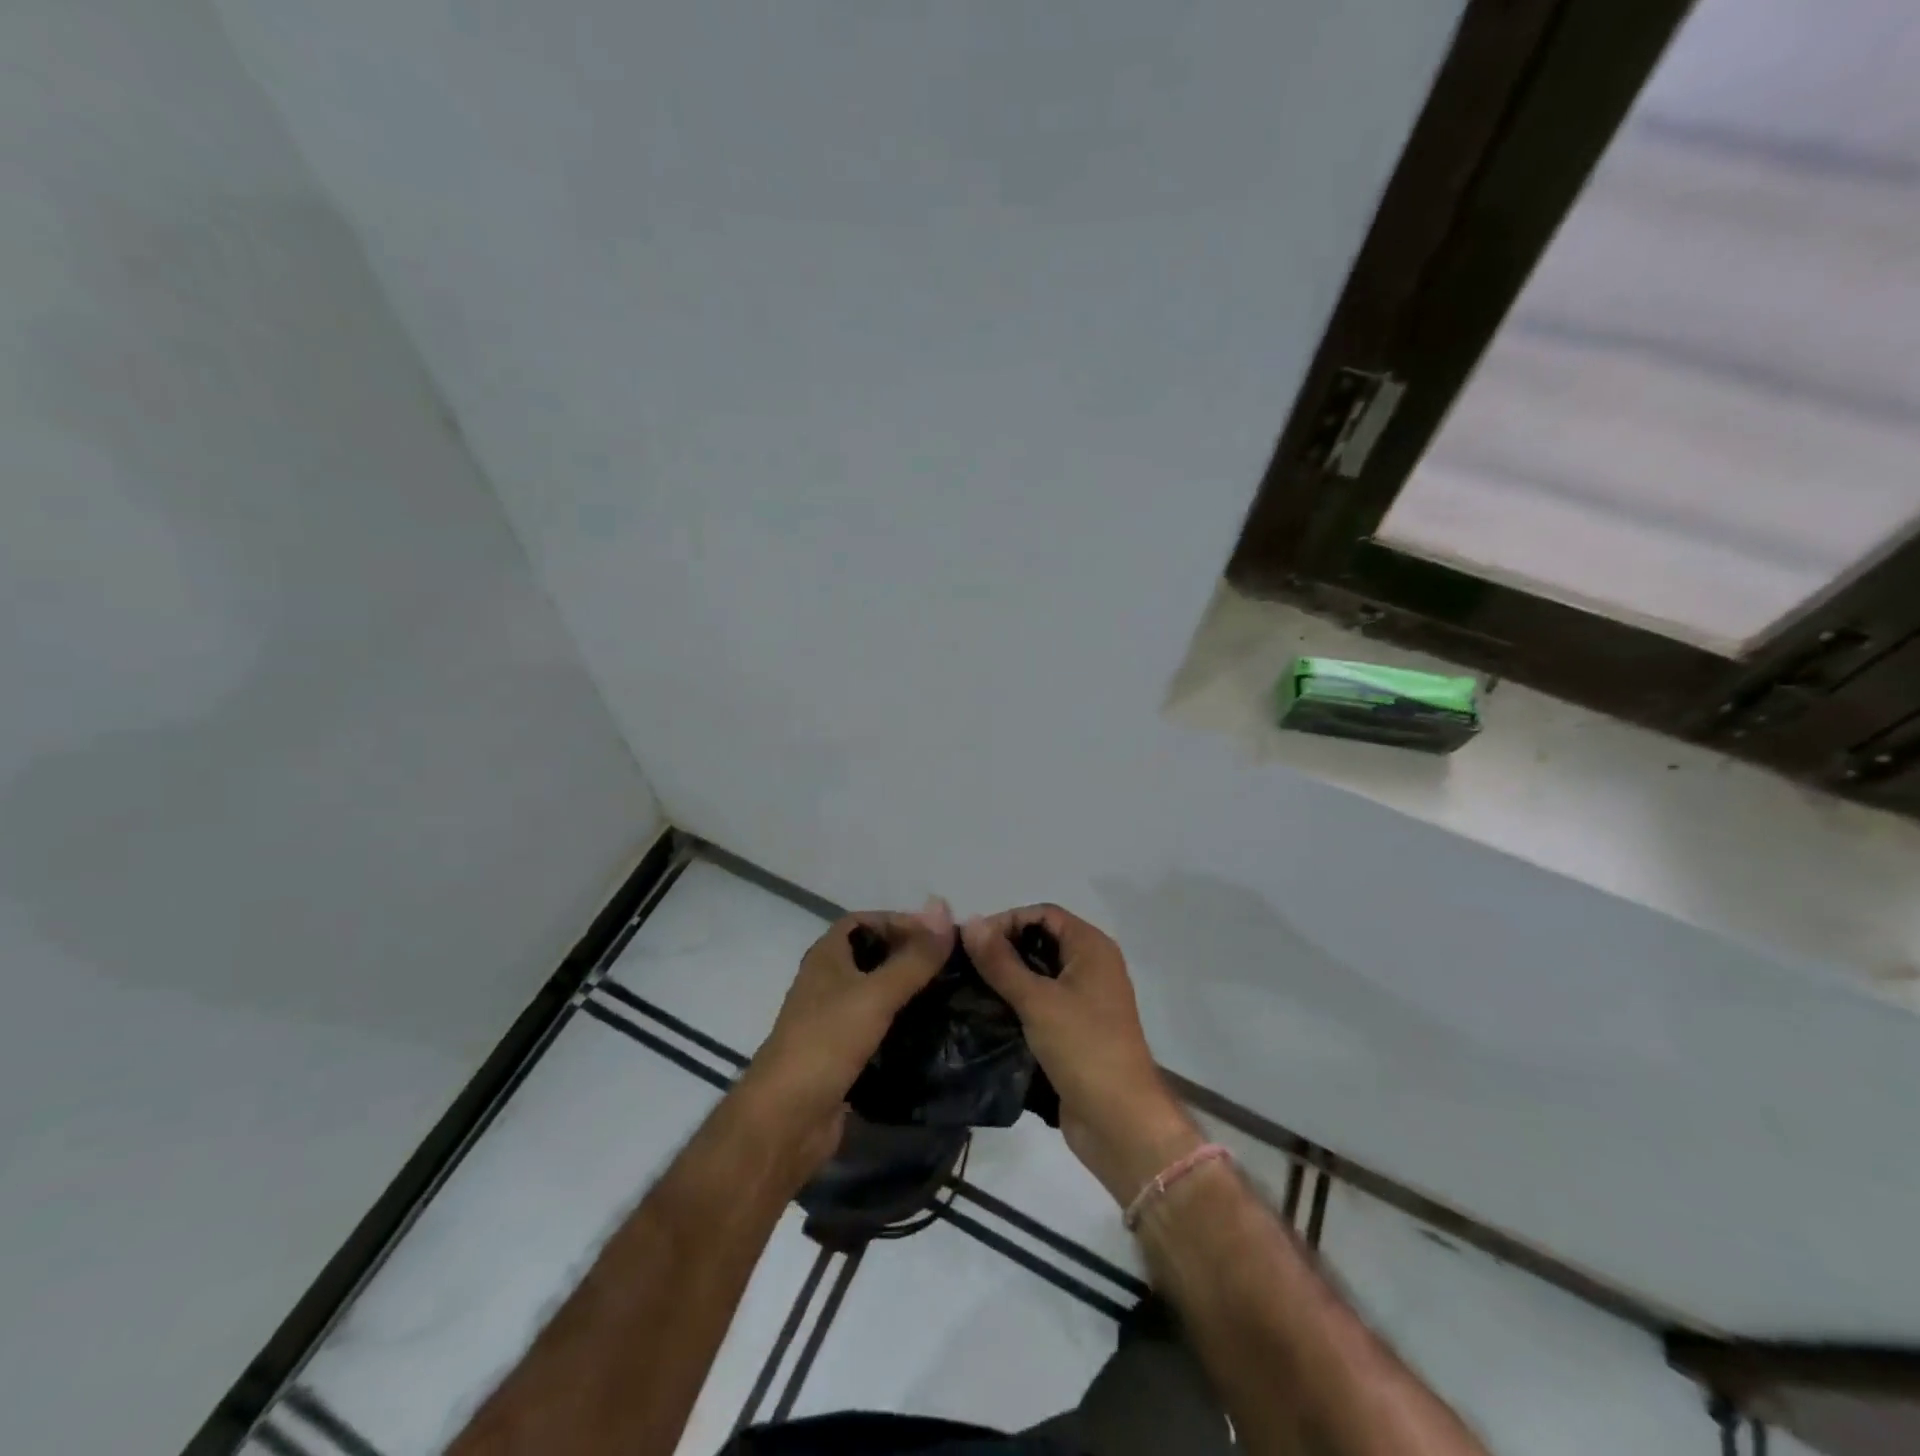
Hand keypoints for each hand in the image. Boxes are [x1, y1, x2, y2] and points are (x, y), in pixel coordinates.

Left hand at [740, 899, 952, 1173]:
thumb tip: (945, 911)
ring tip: (950, 995)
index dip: (898, 921)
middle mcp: (828, 982)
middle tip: (951, 966)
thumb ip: (913, 958)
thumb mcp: (875, 995)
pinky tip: (932, 1032)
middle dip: (909, 956)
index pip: (864, 921)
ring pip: (877, 994)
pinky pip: (878, 1028)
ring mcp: (833, 1020)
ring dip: (908, 992)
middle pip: (872, 955)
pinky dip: (903, 1026)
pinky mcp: (843, 1055)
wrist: (786, 1119)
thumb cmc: (826, 1043)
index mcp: (827, 957)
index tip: (937, 935)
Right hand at [964, 905, 1201, 1206]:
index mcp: (1092, 948)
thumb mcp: (1037, 1001)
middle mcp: (1092, 967)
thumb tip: (969, 922)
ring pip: (1039, 975)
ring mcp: (1085, 1001)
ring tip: (968, 988)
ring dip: (1006, 979)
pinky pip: (1041, 1004)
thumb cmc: (1083, 1048)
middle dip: (1003, 949)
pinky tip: (986, 1014)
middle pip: (1041, 942)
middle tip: (963, 965)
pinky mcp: (1075, 1031)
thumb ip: (1001, 962)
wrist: (1120, 1122)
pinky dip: (1016, 1004)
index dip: (1007, 920)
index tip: (971, 941)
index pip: (1043, 914)